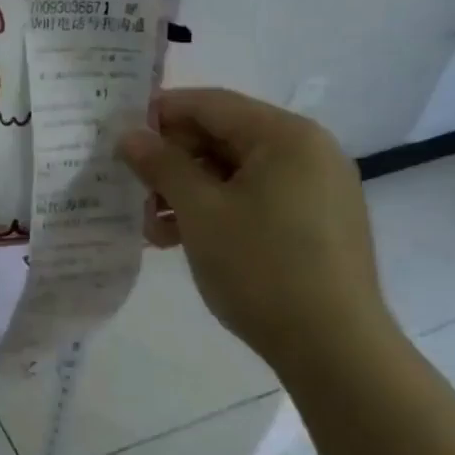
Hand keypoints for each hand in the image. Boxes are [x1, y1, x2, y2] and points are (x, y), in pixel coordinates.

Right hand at [117, 87, 399, 373]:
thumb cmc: (261, 267)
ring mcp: (316, 189)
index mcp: (286, 135)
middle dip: (172, 162)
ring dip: (188, 191)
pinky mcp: (316, 223)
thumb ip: (161, 165)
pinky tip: (183, 239)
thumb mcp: (199, 211)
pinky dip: (217, 211)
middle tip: (132, 188)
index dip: (160, 114)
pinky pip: (256, 199)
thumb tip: (129, 135)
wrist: (335, 350)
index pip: (210, 104)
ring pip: (235, 172)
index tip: (119, 134)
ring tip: (153, 227)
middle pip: (223, 137)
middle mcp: (307, 152)